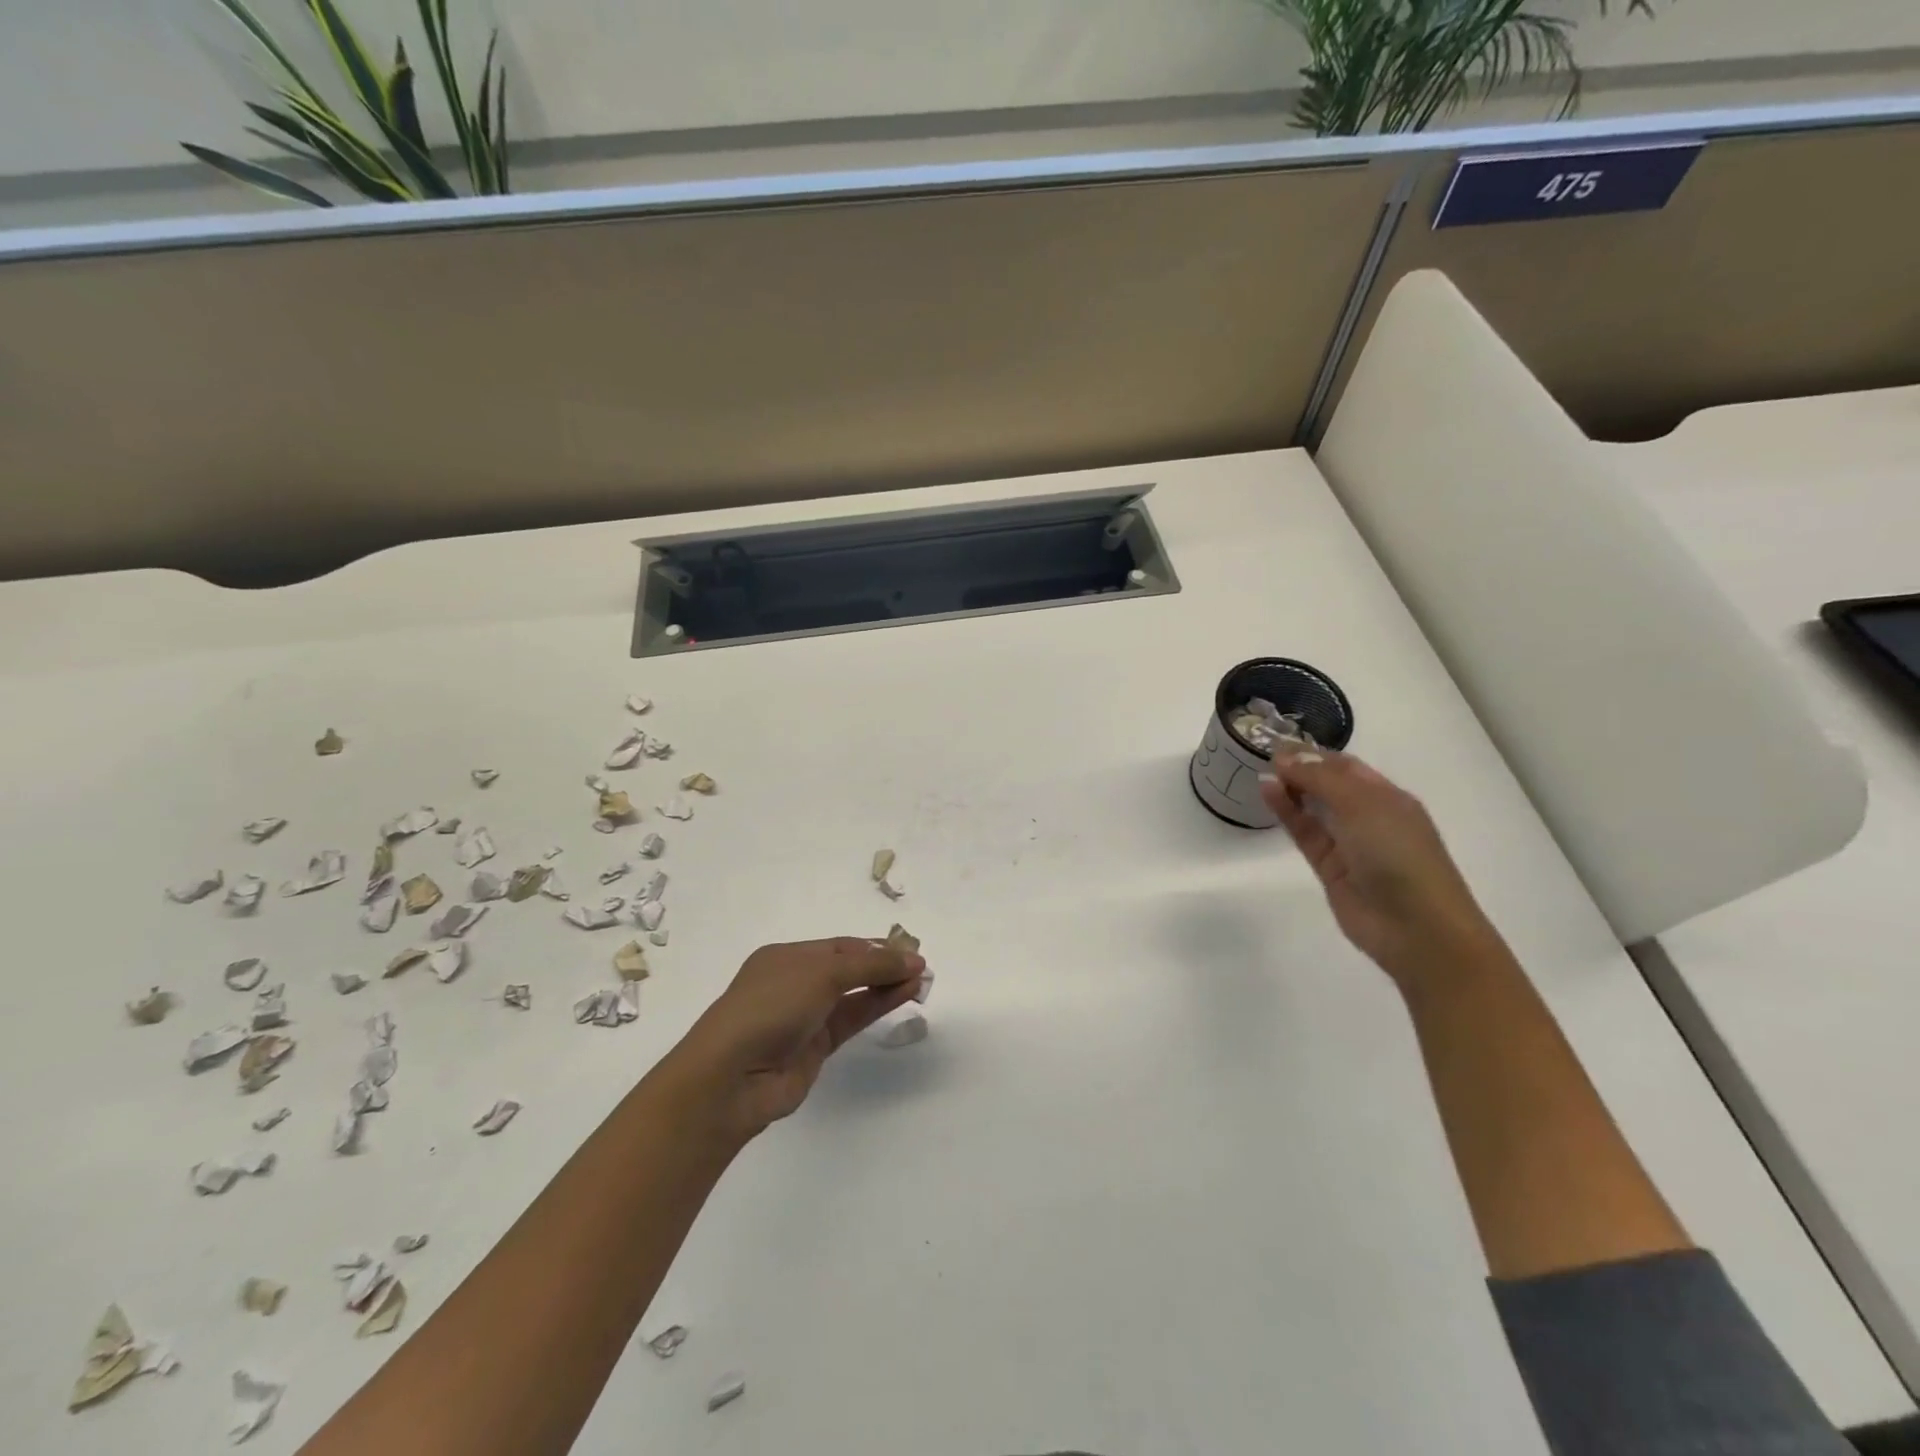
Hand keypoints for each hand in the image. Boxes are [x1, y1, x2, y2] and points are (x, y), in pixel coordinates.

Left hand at [665, 937, 926, 1140]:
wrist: (732, 1077)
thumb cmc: (771, 1006)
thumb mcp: (821, 974)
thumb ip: (870, 966)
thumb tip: (913, 959)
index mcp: (786, 957)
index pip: (838, 946)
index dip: (874, 946)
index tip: (909, 949)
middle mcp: (795, 983)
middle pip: (848, 969)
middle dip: (883, 965)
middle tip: (920, 965)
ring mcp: (805, 1017)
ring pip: (853, 995)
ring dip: (886, 985)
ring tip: (920, 979)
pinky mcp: (816, 1048)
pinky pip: (853, 1019)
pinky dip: (878, 1006)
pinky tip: (904, 995)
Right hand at [1260, 749, 1501, 993]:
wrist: (1416, 928)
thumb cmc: (1399, 855)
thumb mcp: (1363, 805)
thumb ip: (1321, 778)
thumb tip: (1286, 755)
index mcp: (1388, 797)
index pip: (1346, 767)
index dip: (1314, 753)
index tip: (1277, 741)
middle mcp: (1369, 816)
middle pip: (1328, 785)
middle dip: (1300, 768)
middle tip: (1262, 754)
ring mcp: (1348, 843)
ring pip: (1313, 808)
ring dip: (1290, 789)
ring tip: (1261, 771)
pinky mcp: (1329, 867)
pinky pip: (1305, 832)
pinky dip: (1287, 813)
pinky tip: (1268, 793)